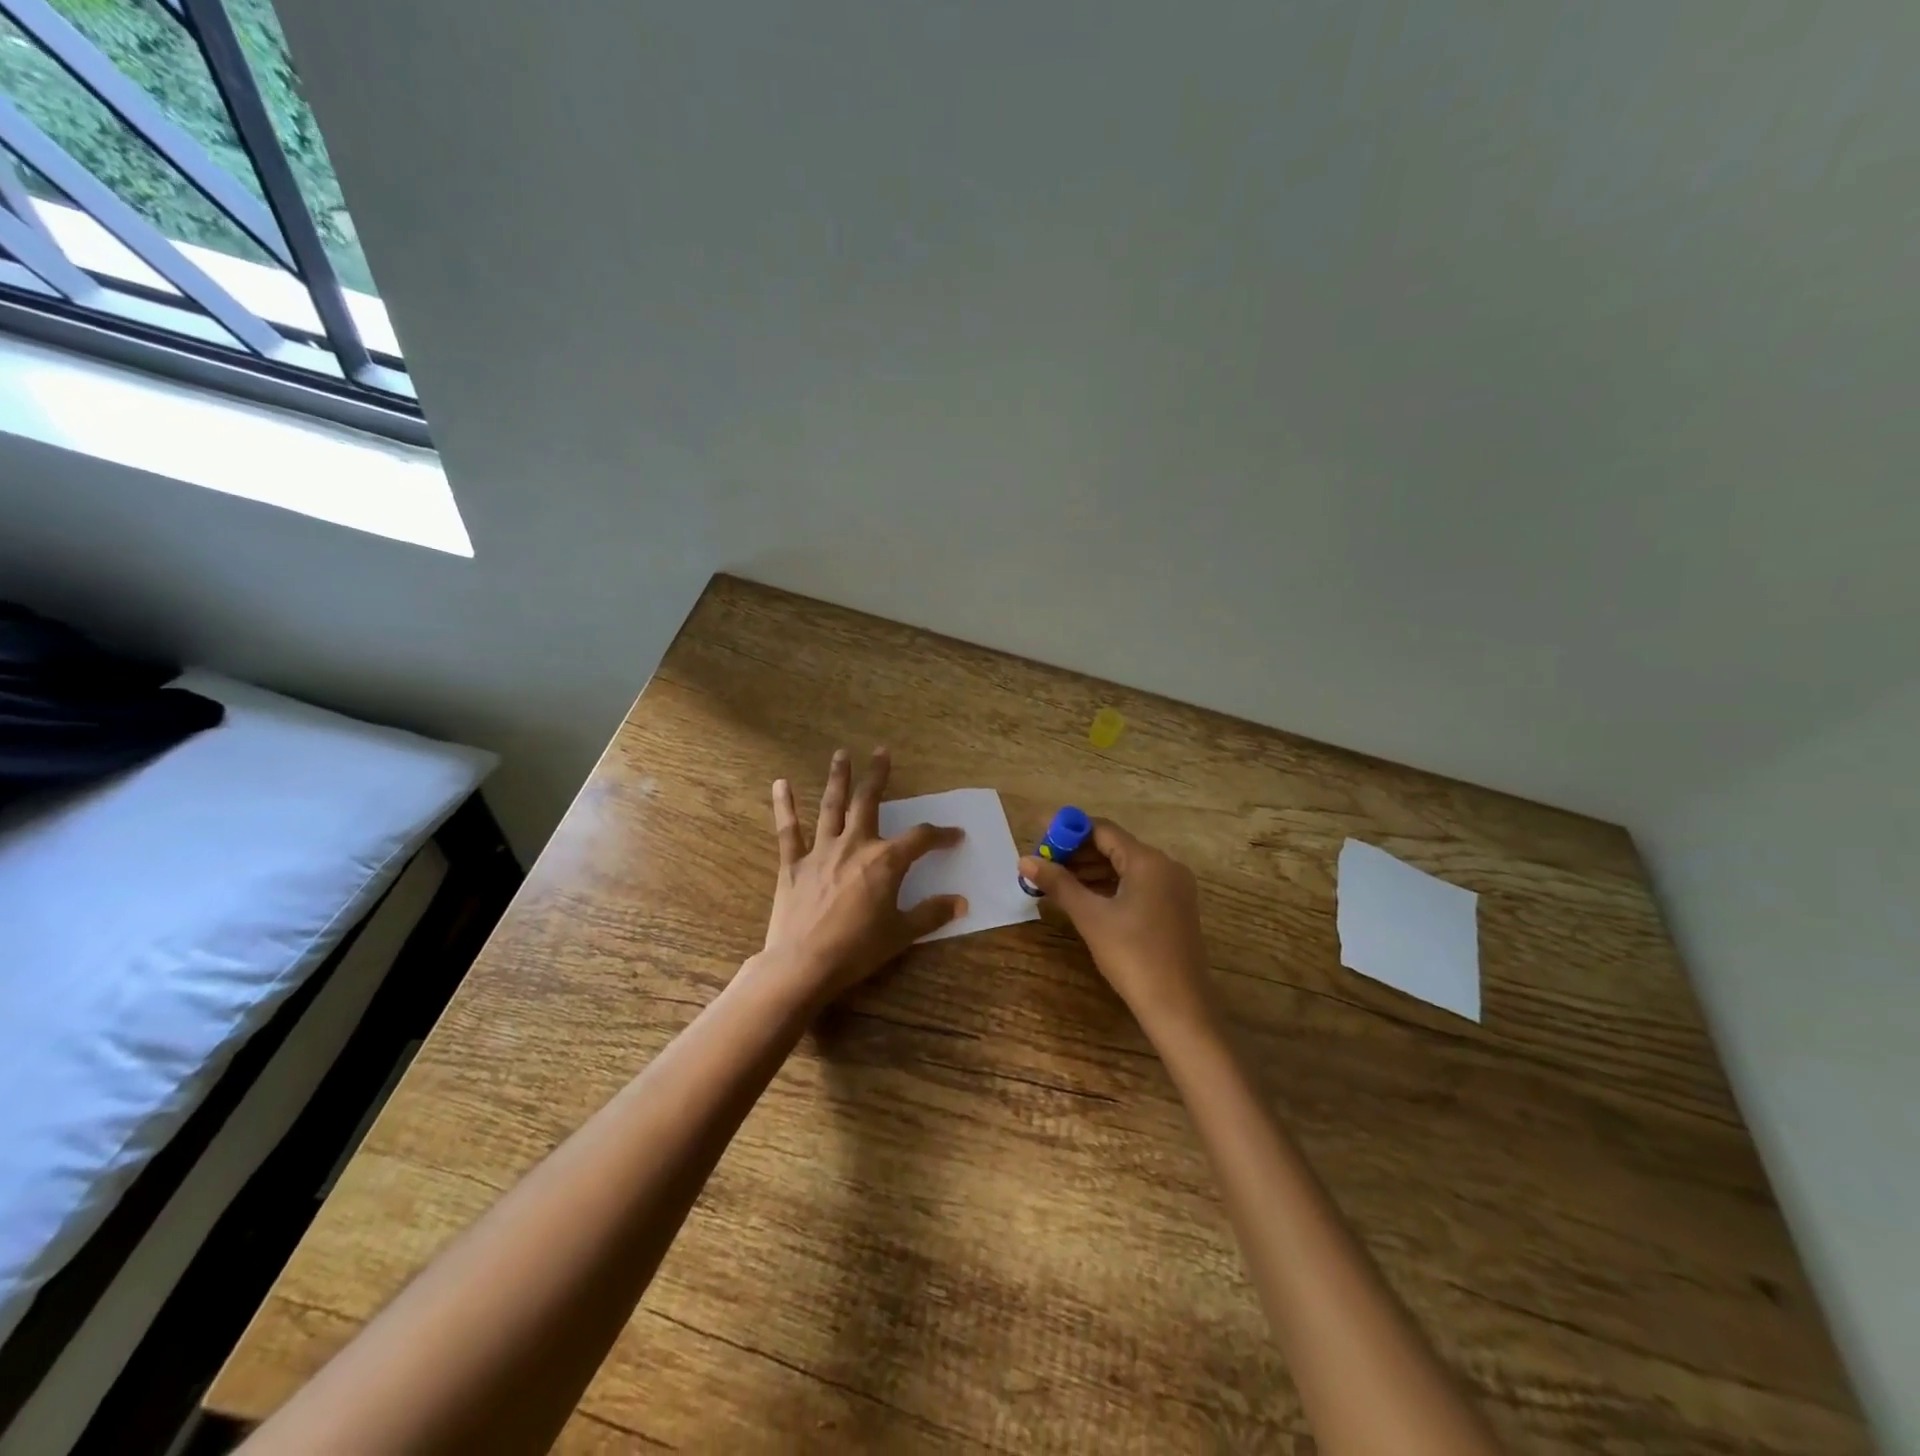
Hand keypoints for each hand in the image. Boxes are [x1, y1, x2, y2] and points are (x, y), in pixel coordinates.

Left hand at [759, 747, 965, 1004]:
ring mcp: (821, 851)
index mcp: (885, 861)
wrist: (804, 964)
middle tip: (881, 752)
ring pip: (831, 806)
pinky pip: (788, 830)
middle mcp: (854, 845)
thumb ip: (931, 914)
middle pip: (869, 802)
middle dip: (878, 776)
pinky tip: (780, 784)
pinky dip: (785, 806)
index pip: (920, 838)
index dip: (940, 835)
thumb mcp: (902, 934)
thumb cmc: (857, 949)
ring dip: (837, 778)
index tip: (955, 835)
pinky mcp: (793, 864)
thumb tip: (961, 902)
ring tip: (841, 754)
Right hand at [1019, 819, 1217, 1038]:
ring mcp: (1173, 889)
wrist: (1179, 1008)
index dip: (1069, 832)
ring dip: (1090, 872)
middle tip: (1043, 865)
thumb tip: (1025, 860)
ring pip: (1125, 868)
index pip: (1103, 830)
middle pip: (1114, 847)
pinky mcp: (1173, 909)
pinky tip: (1083, 899)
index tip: (1040, 840)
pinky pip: (1136, 886)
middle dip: (1077, 854)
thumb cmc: (1133, 956)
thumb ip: (1058, 884)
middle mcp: (1166, 867)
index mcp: (1148, 861)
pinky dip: (1109, 887)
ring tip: (1055, 883)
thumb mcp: (1090, 917)